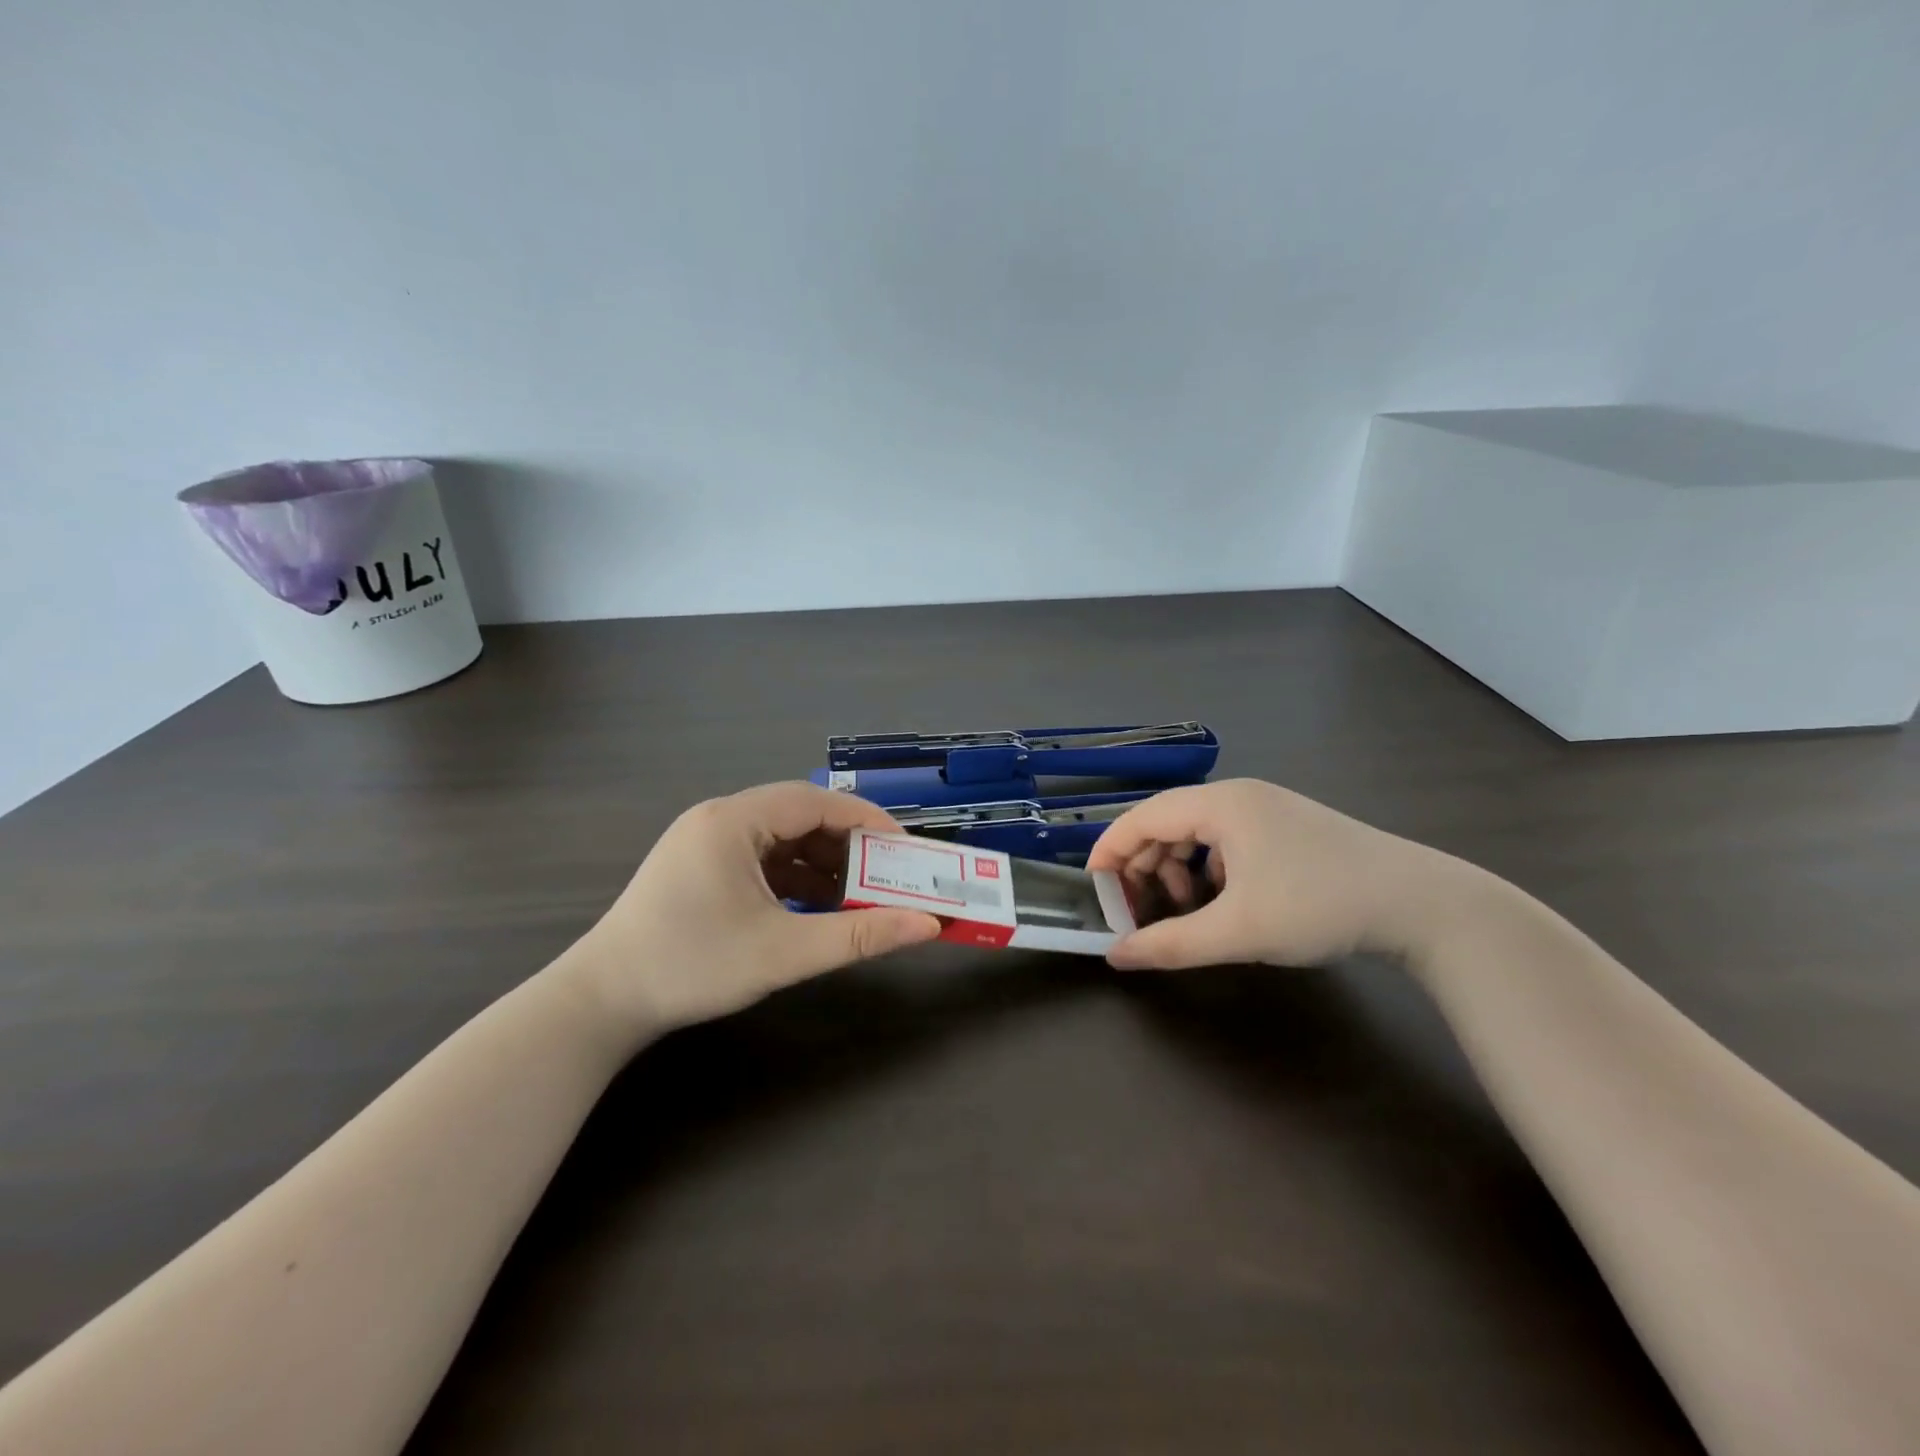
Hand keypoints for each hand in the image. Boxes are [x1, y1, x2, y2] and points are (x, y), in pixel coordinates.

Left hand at [566, 783, 940, 1032]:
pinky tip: (815, 907)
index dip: (867, 821)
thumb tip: (926, 925)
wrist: (602, 1003)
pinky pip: (762, 858)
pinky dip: (794, 877)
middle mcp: (720, 818)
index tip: (906, 849)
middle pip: (800, 816)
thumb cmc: (693, 967)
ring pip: (782, 838)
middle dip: (848, 845)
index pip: (817, 802)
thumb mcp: (784, 952)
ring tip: (857, 896)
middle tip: (888, 875)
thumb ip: (859, 935)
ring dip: (822, 863)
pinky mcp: (701, 865)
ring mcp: (706, 841)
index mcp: (734, 821)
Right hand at [1087, 778, 1457, 970]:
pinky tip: (1223, 903)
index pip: (1143, 817)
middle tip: (1138, 911)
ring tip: (1184, 913)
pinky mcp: (1287, 828)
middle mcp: (1239, 797)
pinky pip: (1227, 842)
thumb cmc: (1319, 905)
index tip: (1091, 886)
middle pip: (1168, 823)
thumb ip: (1171, 944)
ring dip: (1178, 871)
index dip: (1110, 850)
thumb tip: (1115, 957)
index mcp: (1221, 804)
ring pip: (1197, 834)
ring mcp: (1267, 809)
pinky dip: (1209, 871)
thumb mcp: (1239, 931)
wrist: (1422, 904)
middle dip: (1145, 867)